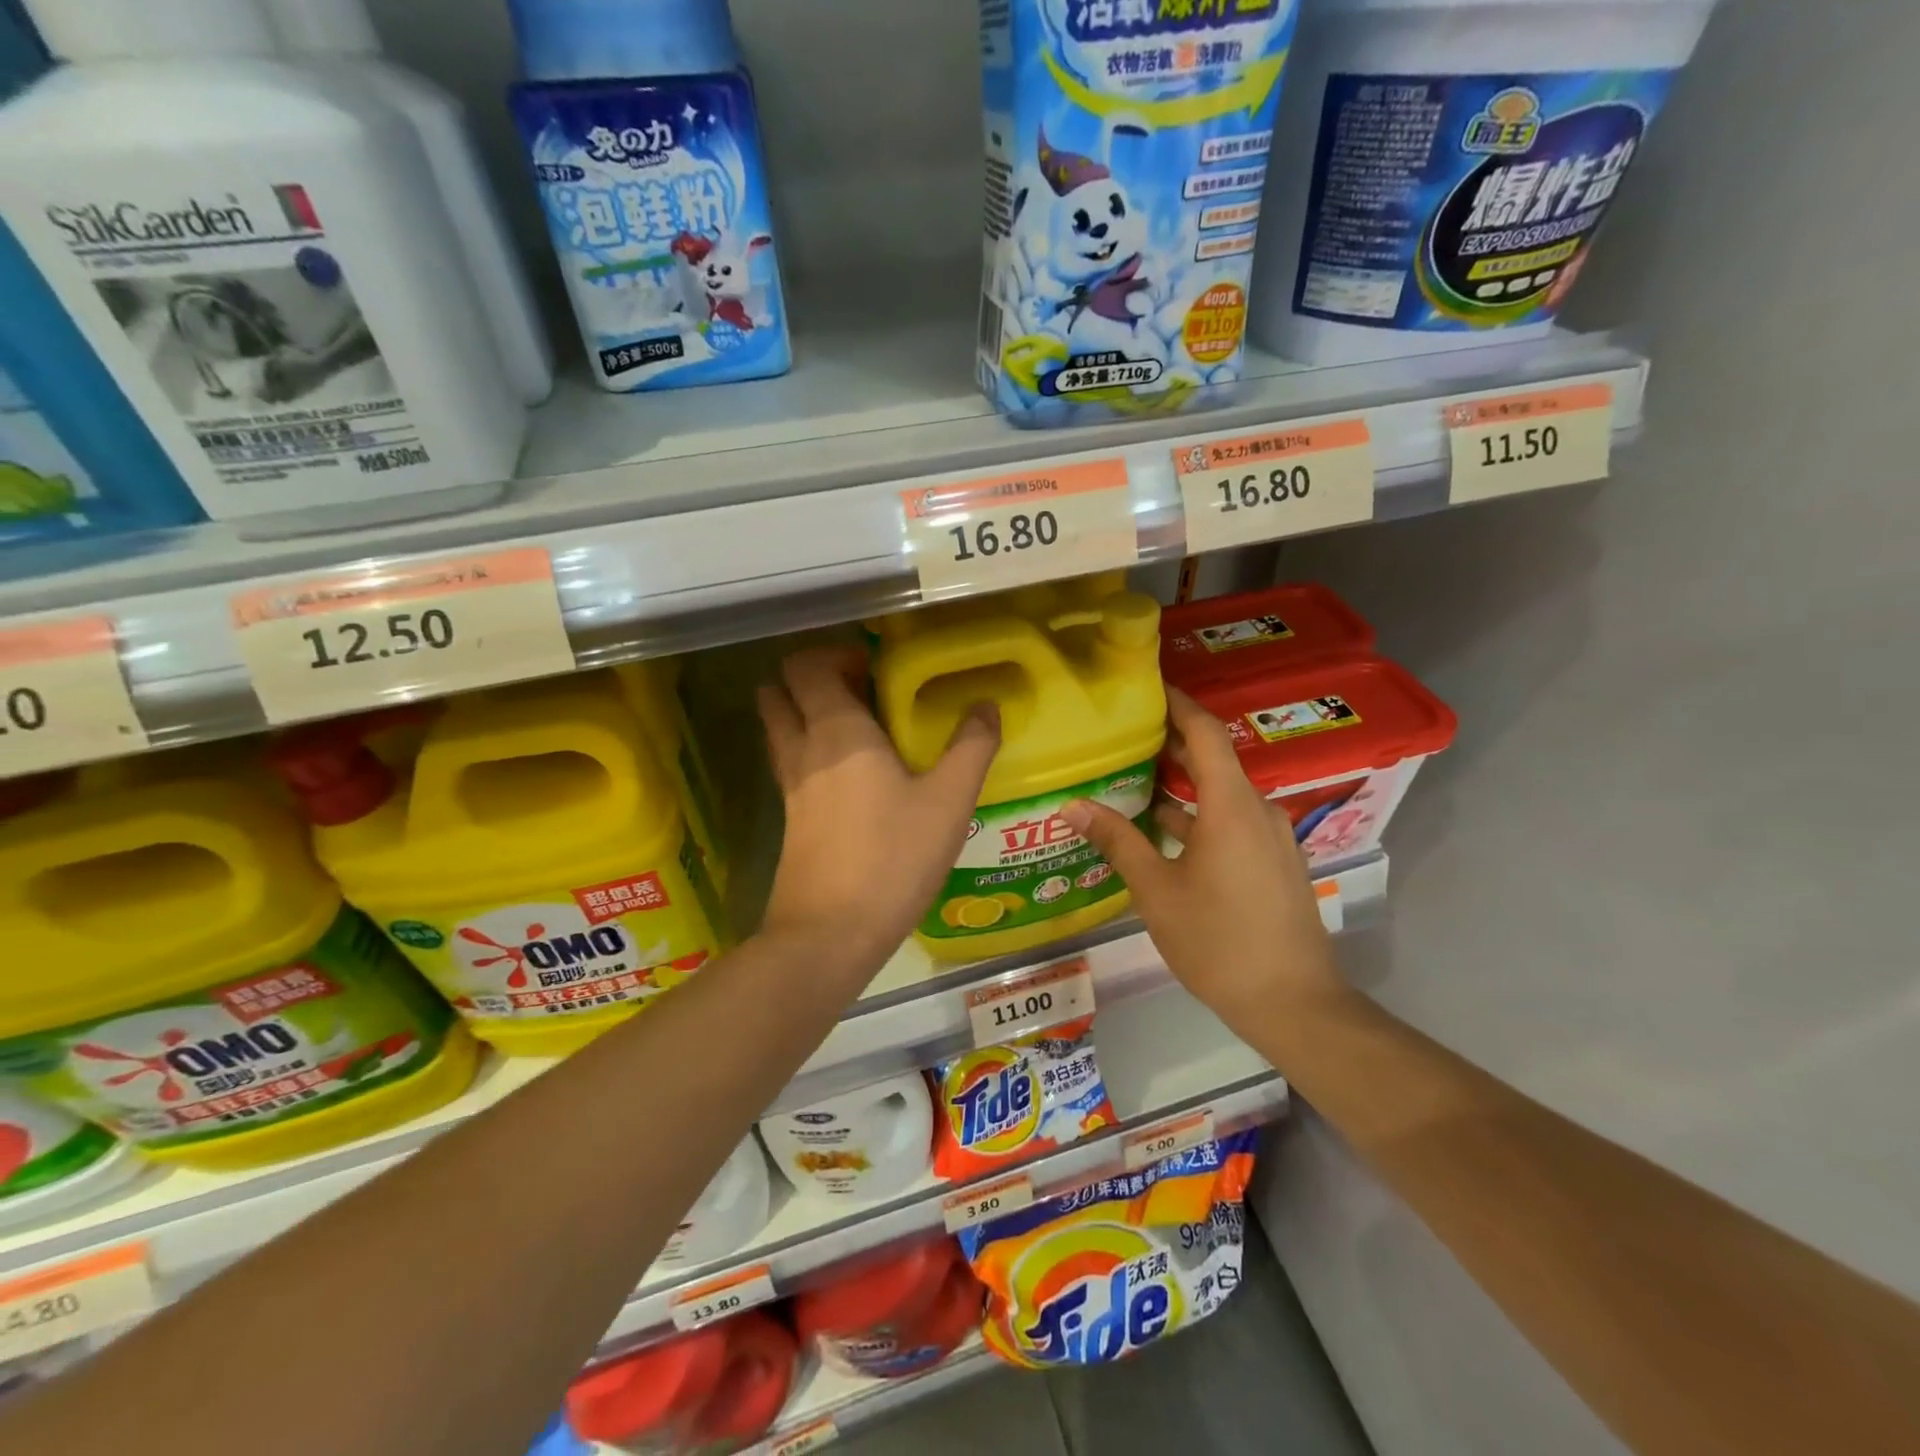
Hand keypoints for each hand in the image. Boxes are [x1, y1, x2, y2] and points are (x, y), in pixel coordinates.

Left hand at [757, 647, 999, 974]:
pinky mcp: (789, 818)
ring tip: (858, 728)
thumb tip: (985, 706)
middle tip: (861, 691)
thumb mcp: (950, 801)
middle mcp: (803, 748)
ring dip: (805, 714)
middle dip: (812, 679)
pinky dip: (808, 751)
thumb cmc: (893, 857)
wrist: (831, 933)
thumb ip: (972, 746)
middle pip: (779, 691)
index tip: (873, 666)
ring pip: (779, 728)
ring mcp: (789, 785)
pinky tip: (850, 777)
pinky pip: (789, 764)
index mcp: (837, 730)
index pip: (806, 666)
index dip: (832, 655)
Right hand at [1060, 686, 1341, 1037]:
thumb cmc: (1218, 940)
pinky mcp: (1274, 863)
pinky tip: (1163, 833)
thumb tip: (1072, 805)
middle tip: (1125, 732)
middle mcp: (1257, 810)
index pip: (1205, 733)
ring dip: (1182, 785)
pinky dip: (1198, 815)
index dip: (1178, 704)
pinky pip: (1232, 822)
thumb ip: (1117, 841)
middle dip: (1171, 743)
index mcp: (1231, 806)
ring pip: (1221, 795)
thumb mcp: (1156, 891)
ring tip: (1134, 779)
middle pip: (1213, 760)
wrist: (1294, 1003)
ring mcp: (1270, 838)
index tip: (1148, 686)